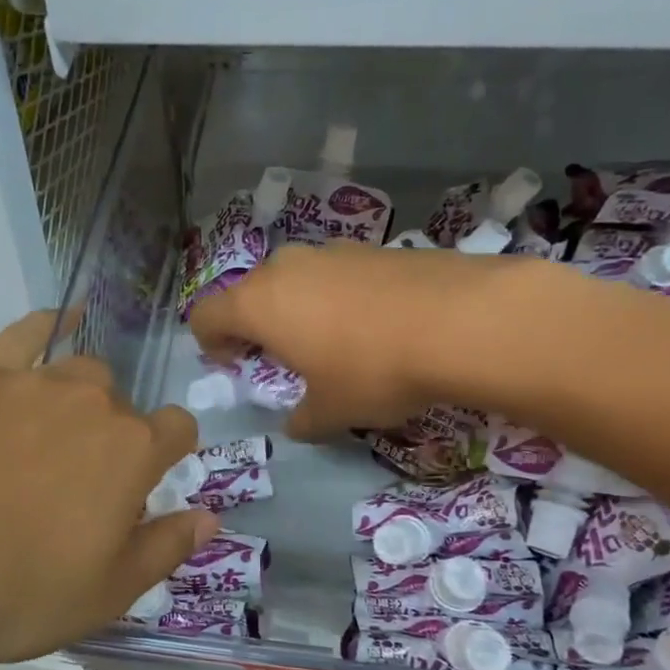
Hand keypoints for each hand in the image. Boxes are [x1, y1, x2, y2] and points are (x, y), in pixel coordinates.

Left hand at [0, 312, 217, 667]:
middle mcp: (93, 401)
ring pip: (81, 373)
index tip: (145, 487)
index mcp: (133, 451)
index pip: (178, 429)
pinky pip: (27, 332)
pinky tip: (60, 319)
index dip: (169, 455)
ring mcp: (34, 381)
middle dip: (115, 439)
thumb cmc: (14, 591)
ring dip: (80, 400)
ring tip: (51, 437)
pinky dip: (49, 324)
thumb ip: (167, 547)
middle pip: (124, 406)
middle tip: (77, 488)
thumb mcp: (107, 593)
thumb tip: (211, 516)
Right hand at [189, 242, 555, 439]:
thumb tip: (296, 423)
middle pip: (251, 292)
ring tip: (332, 340)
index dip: (210, 341)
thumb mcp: (332, 411)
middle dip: (257, 324)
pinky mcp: (374, 246)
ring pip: (296, 279)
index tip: (232, 363)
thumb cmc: (374, 370)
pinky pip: (337, 272)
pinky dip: (339, 296)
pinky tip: (374, 324)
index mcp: (259, 303)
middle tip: (282, 356)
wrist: (463, 319)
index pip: (206, 315)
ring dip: (299, 307)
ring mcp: (332, 250)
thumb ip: (303, 418)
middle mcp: (287, 267)